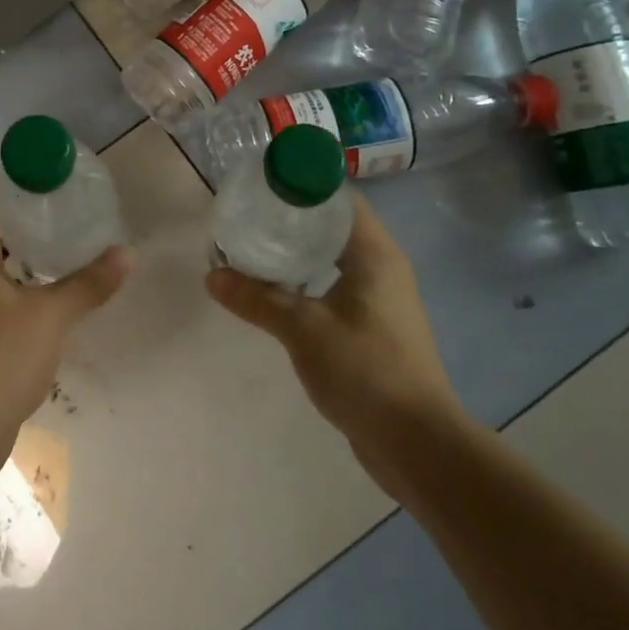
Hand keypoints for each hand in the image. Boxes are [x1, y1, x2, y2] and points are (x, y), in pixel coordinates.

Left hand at [0, 183, 130, 464]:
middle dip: (26, 218)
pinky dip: (21, 284)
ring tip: (65, 246)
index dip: (15, 182)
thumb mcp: (51, 314)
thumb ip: (88, 282)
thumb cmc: (0, 355)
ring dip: (24, 253)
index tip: (49, 174)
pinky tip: (50, 294)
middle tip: (66, 208)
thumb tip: (126, 254)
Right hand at [205, 192, 466, 499]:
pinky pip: (334, 289)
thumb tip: (212, 275)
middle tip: (248, 217)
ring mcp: (380, 300)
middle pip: (332, 226)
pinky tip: (275, 293)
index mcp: (374, 253)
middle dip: (291, 219)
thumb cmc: (365, 370)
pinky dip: (306, 283)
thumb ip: (257, 298)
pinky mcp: (373, 329)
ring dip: (297, 254)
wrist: (416, 443)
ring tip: (253, 250)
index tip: (262, 186)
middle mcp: (382, 268)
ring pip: (332, 260)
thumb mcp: (303, 329)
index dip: (302, 186)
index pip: (338, 199)